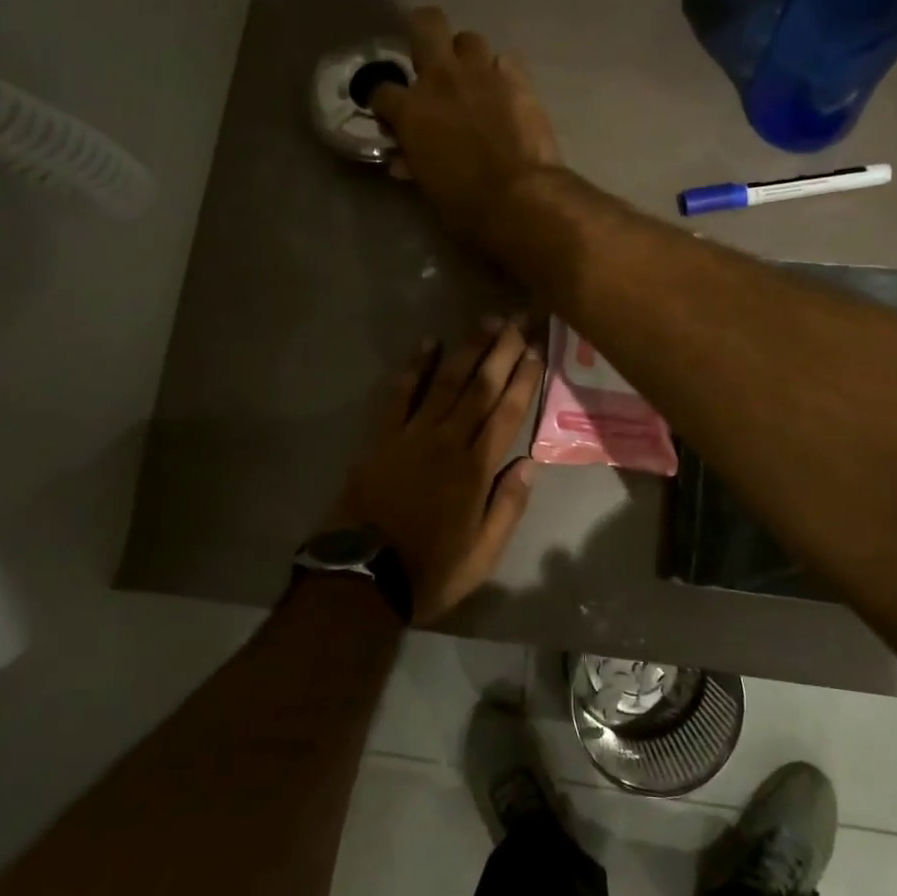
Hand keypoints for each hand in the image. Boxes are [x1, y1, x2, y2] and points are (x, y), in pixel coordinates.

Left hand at [321, 320, 544, 624]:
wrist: (361, 577)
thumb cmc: (429, 570)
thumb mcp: (483, 555)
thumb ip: (509, 507)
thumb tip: (530, 463)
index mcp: (476, 470)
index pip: (507, 413)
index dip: (523, 379)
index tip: (535, 351)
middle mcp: (447, 442)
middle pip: (480, 387)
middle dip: (501, 351)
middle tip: (517, 319)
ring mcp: (411, 435)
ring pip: (445, 382)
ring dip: (467, 349)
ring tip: (485, 321)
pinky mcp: (381, 437)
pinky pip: (399, 394)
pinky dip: (414, 367)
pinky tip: (428, 343)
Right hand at [369, 7, 562, 251]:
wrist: (521, 197)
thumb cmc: (466, 205)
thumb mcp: (429, 187)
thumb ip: (416, 163)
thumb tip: (406, 161)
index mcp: (411, 110)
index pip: (381, 90)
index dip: (383, 101)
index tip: (390, 113)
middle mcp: (442, 79)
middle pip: (426, 24)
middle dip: (424, 34)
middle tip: (430, 60)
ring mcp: (482, 74)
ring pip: (469, 39)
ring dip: (467, 57)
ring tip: (473, 80)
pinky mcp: (519, 79)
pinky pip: (506, 60)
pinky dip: (502, 74)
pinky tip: (505, 92)